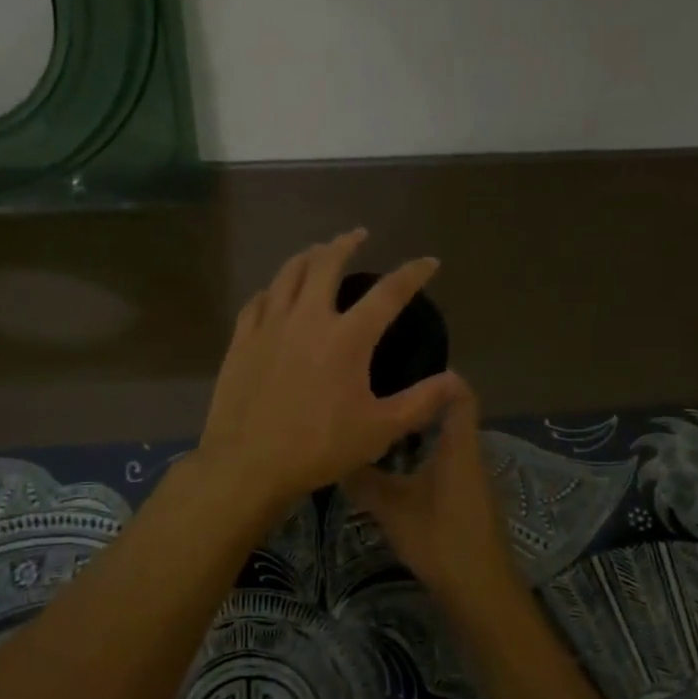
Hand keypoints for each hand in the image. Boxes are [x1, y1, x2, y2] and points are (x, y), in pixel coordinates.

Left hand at [197, 230, 462, 514]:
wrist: (248, 463)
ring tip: (317, 252)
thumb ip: (420, 402)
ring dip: (307, 257)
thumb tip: (456, 380)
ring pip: (288, 274)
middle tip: (358, 235)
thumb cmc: (318, 448)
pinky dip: (272, 289)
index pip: (388, 292)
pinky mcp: (242, 340)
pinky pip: (257, 301)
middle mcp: (308, 318)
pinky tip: (273, 292)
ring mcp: (270, 326)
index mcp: (347, 337)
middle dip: (345, 244)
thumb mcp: (379, 430)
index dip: (412, 273)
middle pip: (326, 264)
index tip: (428, 262)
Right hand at [342, 379, 516, 602]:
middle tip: (377, 389)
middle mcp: (469, 452)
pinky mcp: (465, 497)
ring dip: (416, 427)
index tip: (402, 360)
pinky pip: (443, 459)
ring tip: (378, 418)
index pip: (459, 393)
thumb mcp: (391, 508)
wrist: (481, 592)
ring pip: (444, 438)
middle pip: (449, 412)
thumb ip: (363, 479)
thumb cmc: (440, 539)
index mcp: (458, 445)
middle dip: (416, 398)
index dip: (438, 374)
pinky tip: (392, 461)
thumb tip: (332, 454)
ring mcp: (469, 476)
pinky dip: (420, 451)